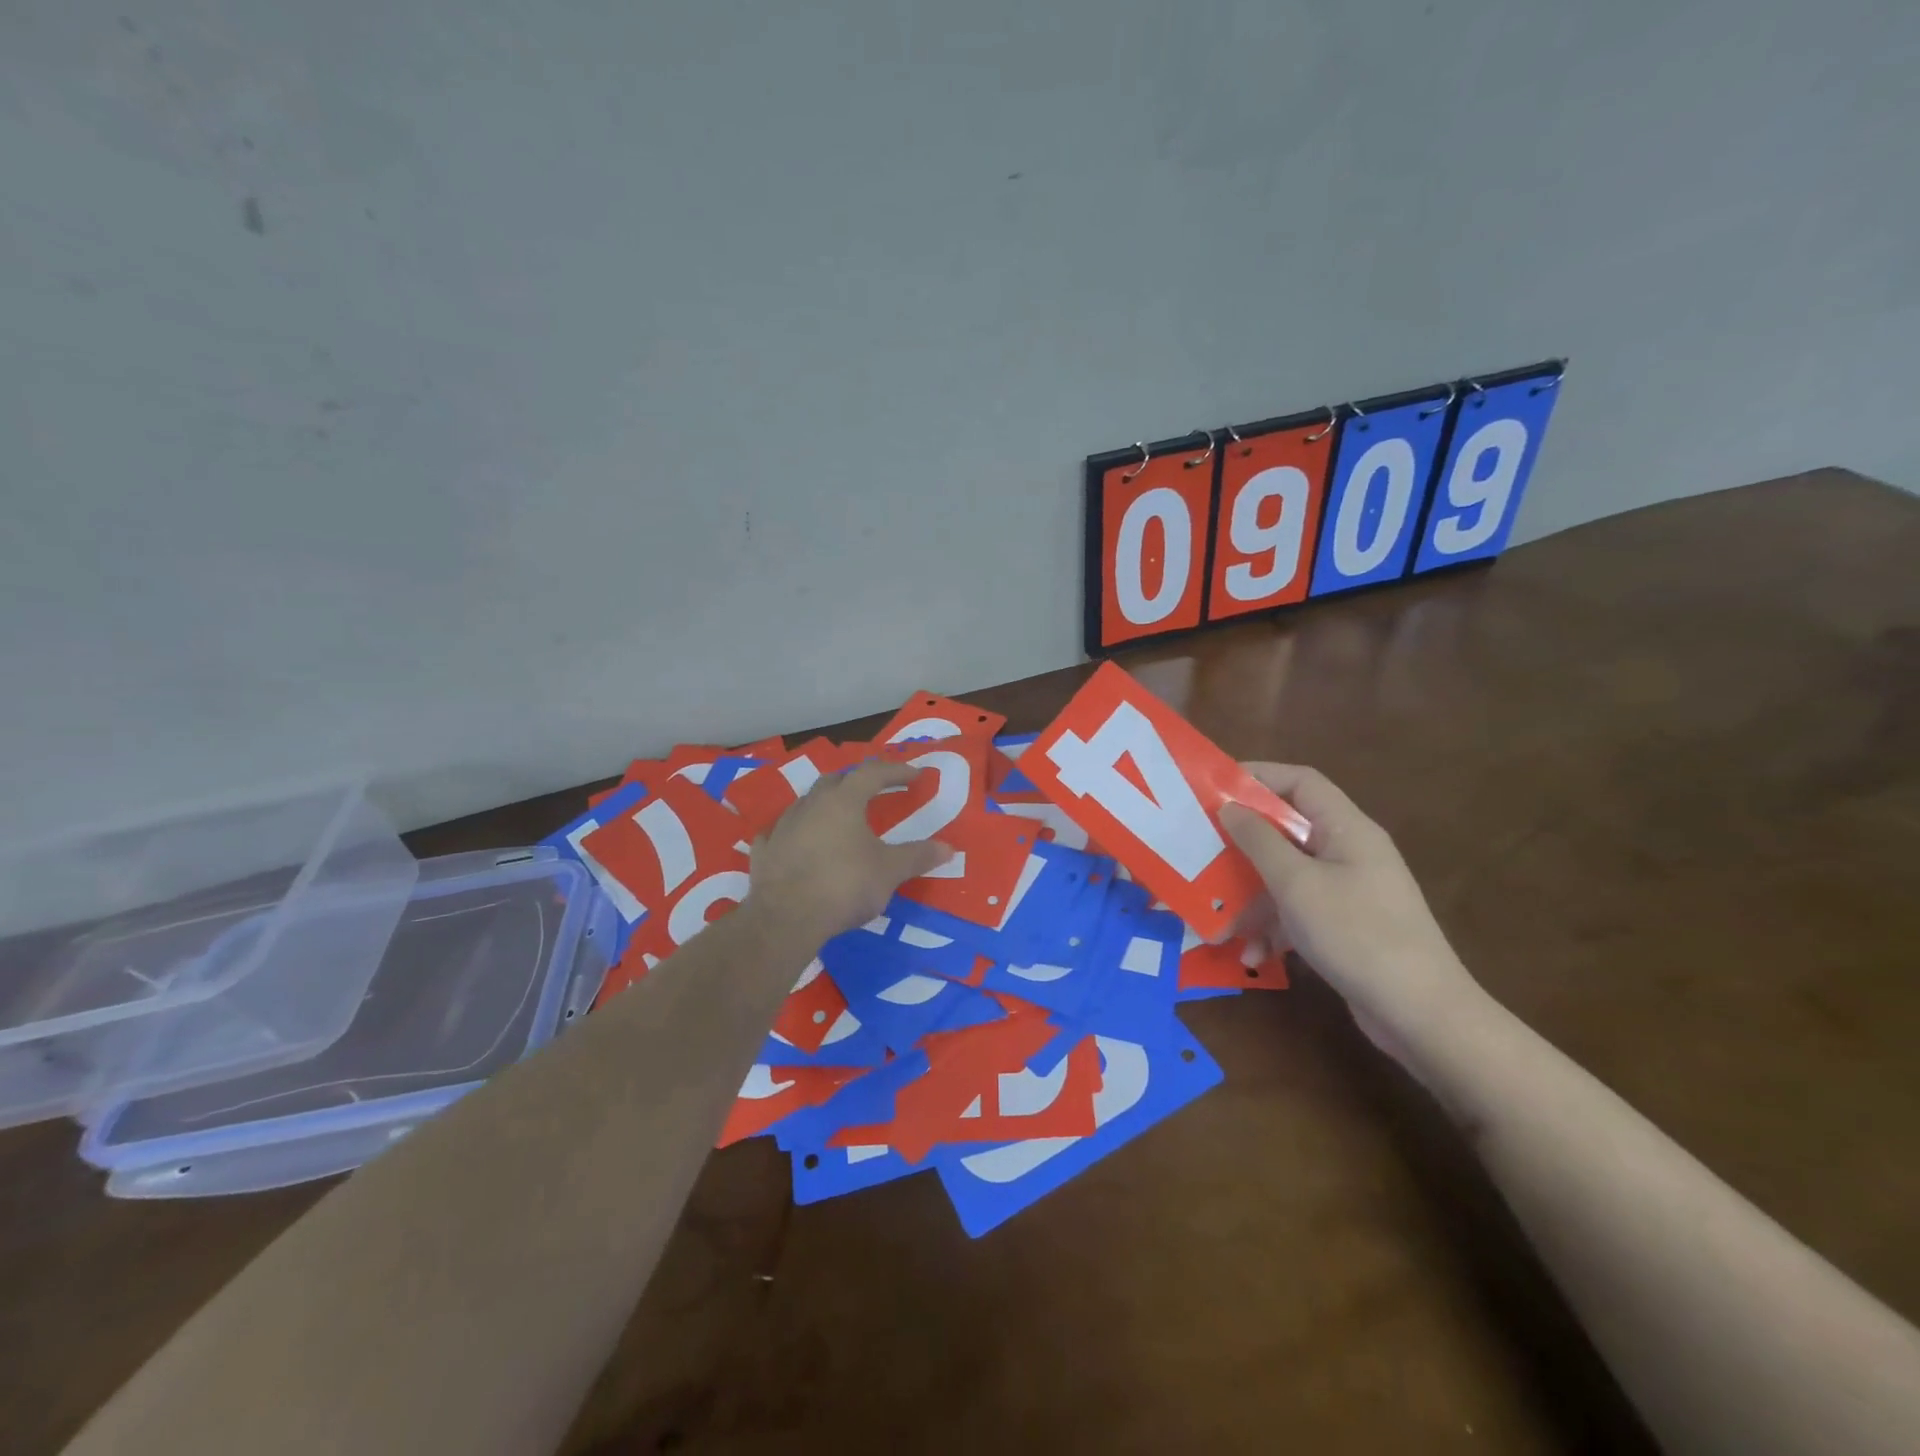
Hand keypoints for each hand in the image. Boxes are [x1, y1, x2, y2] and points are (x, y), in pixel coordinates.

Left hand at [746, 760, 951, 946]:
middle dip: (856, 782)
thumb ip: (917, 856)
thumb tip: (948, 848)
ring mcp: (783, 826)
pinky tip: (798, 843)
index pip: (873, 773)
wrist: (786, 918)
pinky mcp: (764, 851)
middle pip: (835, 781)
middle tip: (872, 791)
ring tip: (838, 818)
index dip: (896, 771)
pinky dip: (795, 833)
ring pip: (806, 804)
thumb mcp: (889, 872)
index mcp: (843, 801)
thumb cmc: (844, 885)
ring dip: (824, 805)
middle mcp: (811, 805)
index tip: (914, 775)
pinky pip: (781, 833)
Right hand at [1220, 764, 1482, 1043]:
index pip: (1300, 781)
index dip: (1257, 776)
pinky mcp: (1346, 924)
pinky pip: (1299, 910)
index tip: (1213, 788)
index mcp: (1347, 828)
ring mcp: (1350, 889)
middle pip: (1288, 828)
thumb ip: (1259, 840)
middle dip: (1244, 842)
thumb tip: (1229, 806)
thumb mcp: (1297, 884)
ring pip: (1288, 874)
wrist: (1421, 1014)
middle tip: (1202, 848)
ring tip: (1217, 916)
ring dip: (1252, 893)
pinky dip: (1274, 926)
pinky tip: (1252, 953)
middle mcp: (1349, 851)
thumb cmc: (1356, 934)